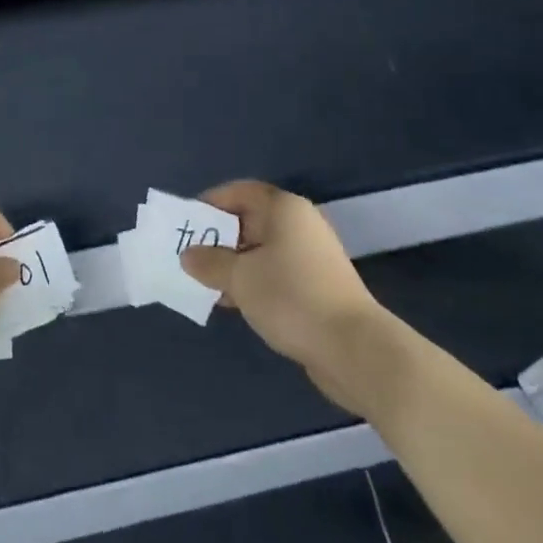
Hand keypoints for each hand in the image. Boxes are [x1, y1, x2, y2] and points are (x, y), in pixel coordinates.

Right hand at [181, 181, 378, 370]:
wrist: (354, 350)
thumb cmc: (291, 298)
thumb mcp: (240, 278)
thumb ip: (209, 263)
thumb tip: (188, 255)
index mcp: (284, 209)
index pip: (240, 192)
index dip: (211, 203)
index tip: (187, 224)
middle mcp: (300, 225)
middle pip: (250, 221)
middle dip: (219, 238)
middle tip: (191, 256)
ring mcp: (311, 257)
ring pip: (262, 251)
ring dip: (234, 265)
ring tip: (207, 284)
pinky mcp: (317, 286)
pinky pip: (275, 273)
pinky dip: (254, 282)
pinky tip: (235, 303)